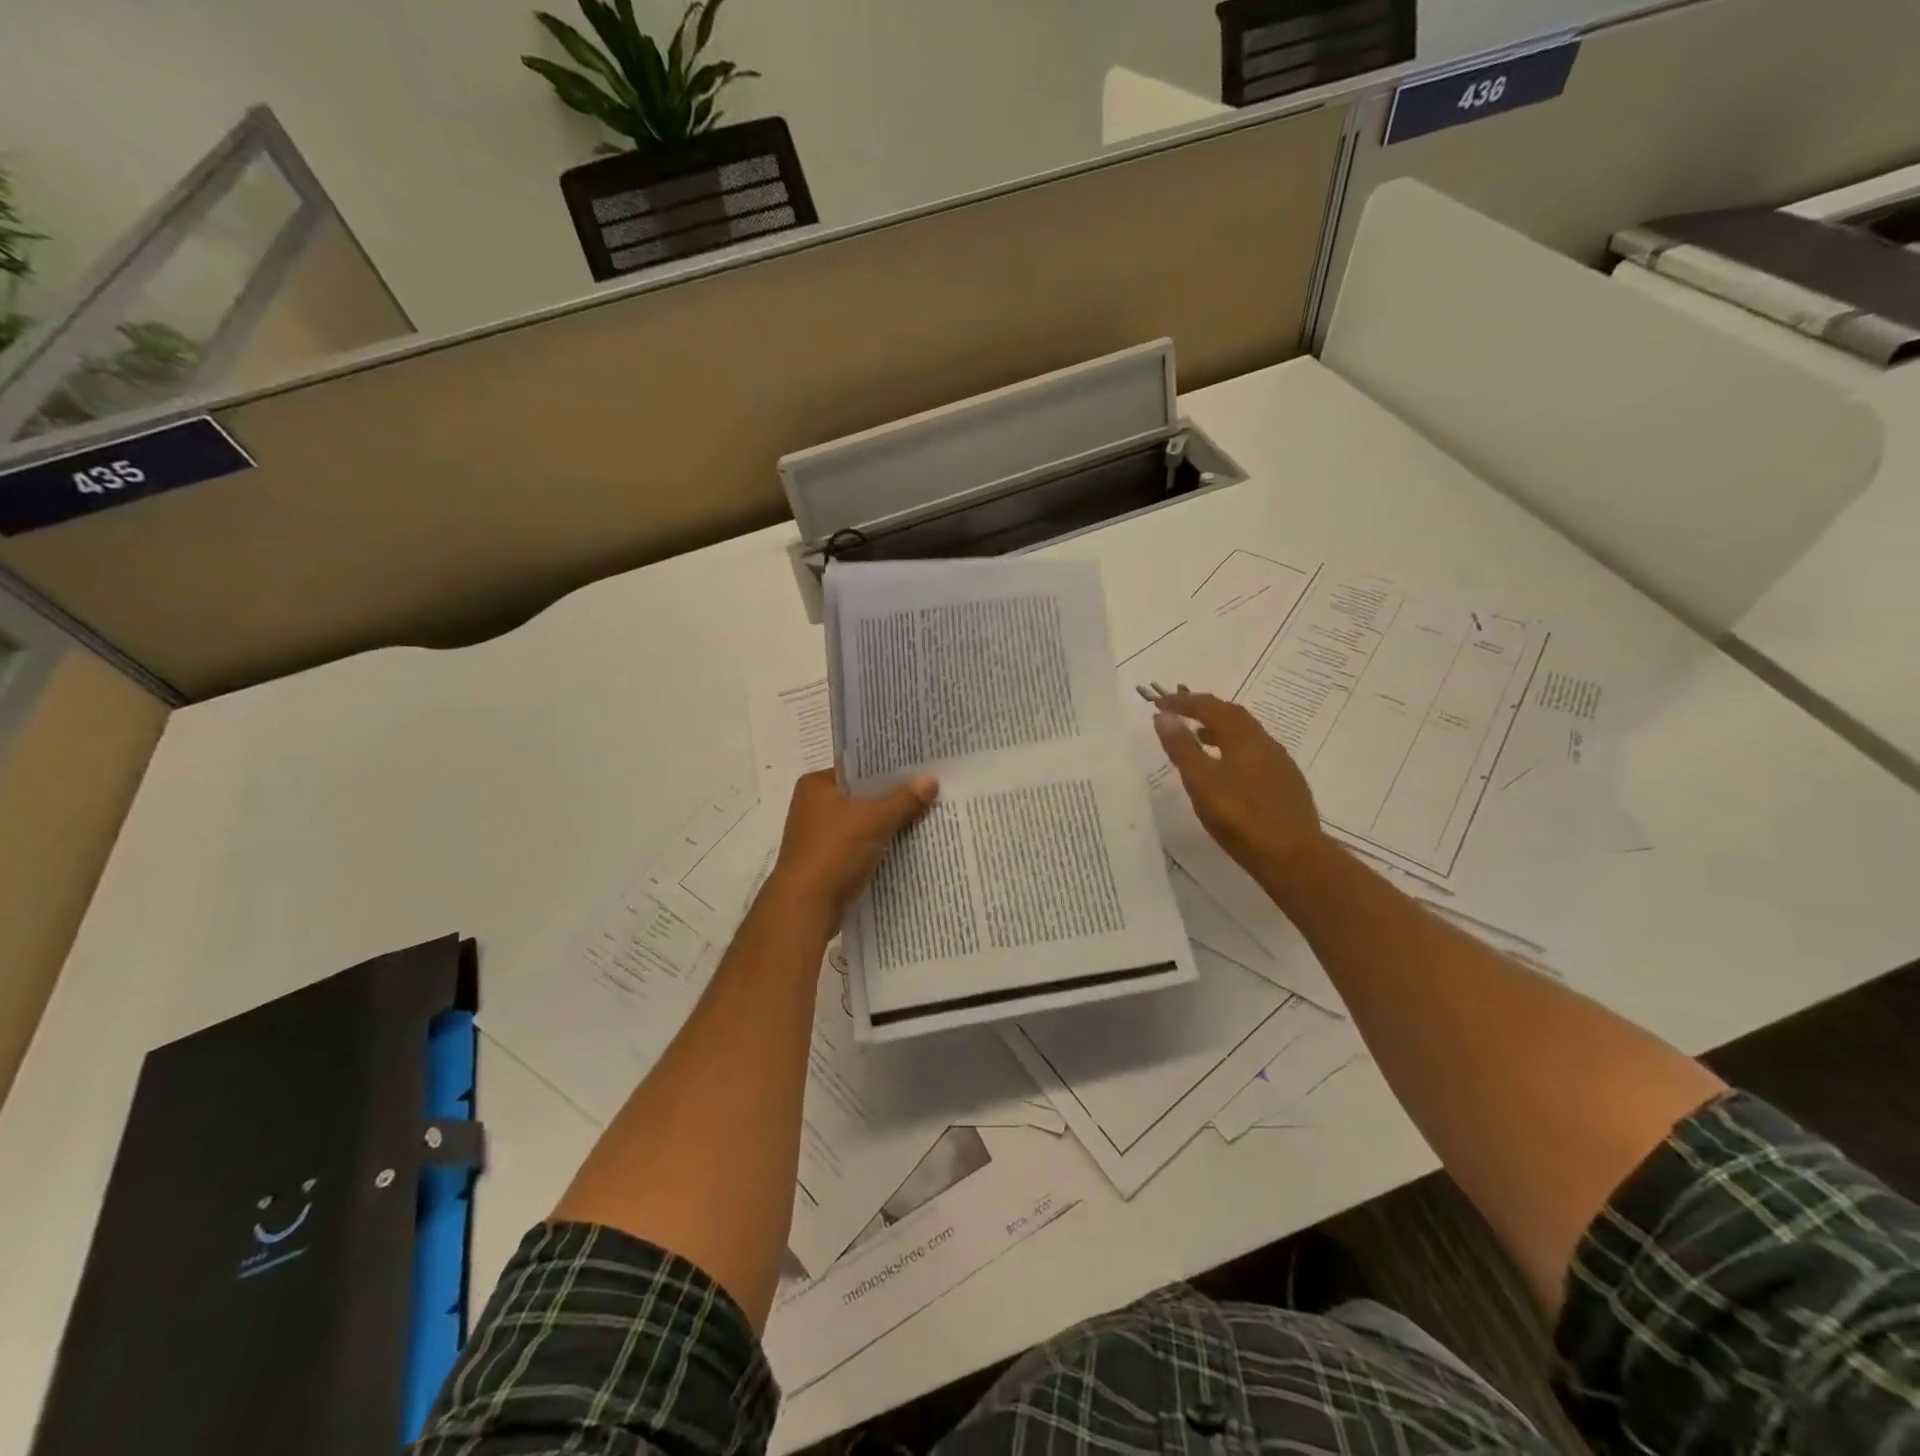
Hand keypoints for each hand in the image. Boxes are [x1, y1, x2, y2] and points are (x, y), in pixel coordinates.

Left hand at [767, 770, 938, 922]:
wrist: (805, 907)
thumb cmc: (835, 852)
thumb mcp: (875, 821)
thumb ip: (904, 800)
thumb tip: (930, 781)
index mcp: (816, 785)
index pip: (858, 768)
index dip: (888, 769)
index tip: (919, 770)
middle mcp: (812, 806)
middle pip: (861, 796)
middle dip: (892, 799)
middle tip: (928, 793)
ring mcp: (816, 836)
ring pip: (861, 824)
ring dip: (886, 825)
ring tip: (923, 818)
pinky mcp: (824, 862)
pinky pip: (857, 847)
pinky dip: (876, 847)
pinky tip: (904, 848)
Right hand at [1152, 691, 1324, 884]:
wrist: (1293, 857)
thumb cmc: (1240, 817)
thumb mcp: (1201, 782)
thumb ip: (1182, 748)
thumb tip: (1164, 716)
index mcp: (1243, 738)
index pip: (1211, 707)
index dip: (1184, 702)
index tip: (1160, 702)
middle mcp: (1265, 743)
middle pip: (1233, 715)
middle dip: (1205, 709)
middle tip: (1181, 713)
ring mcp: (1280, 763)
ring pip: (1247, 735)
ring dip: (1221, 729)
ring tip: (1200, 737)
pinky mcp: (1287, 784)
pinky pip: (1256, 753)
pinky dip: (1235, 748)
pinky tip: (1228, 770)